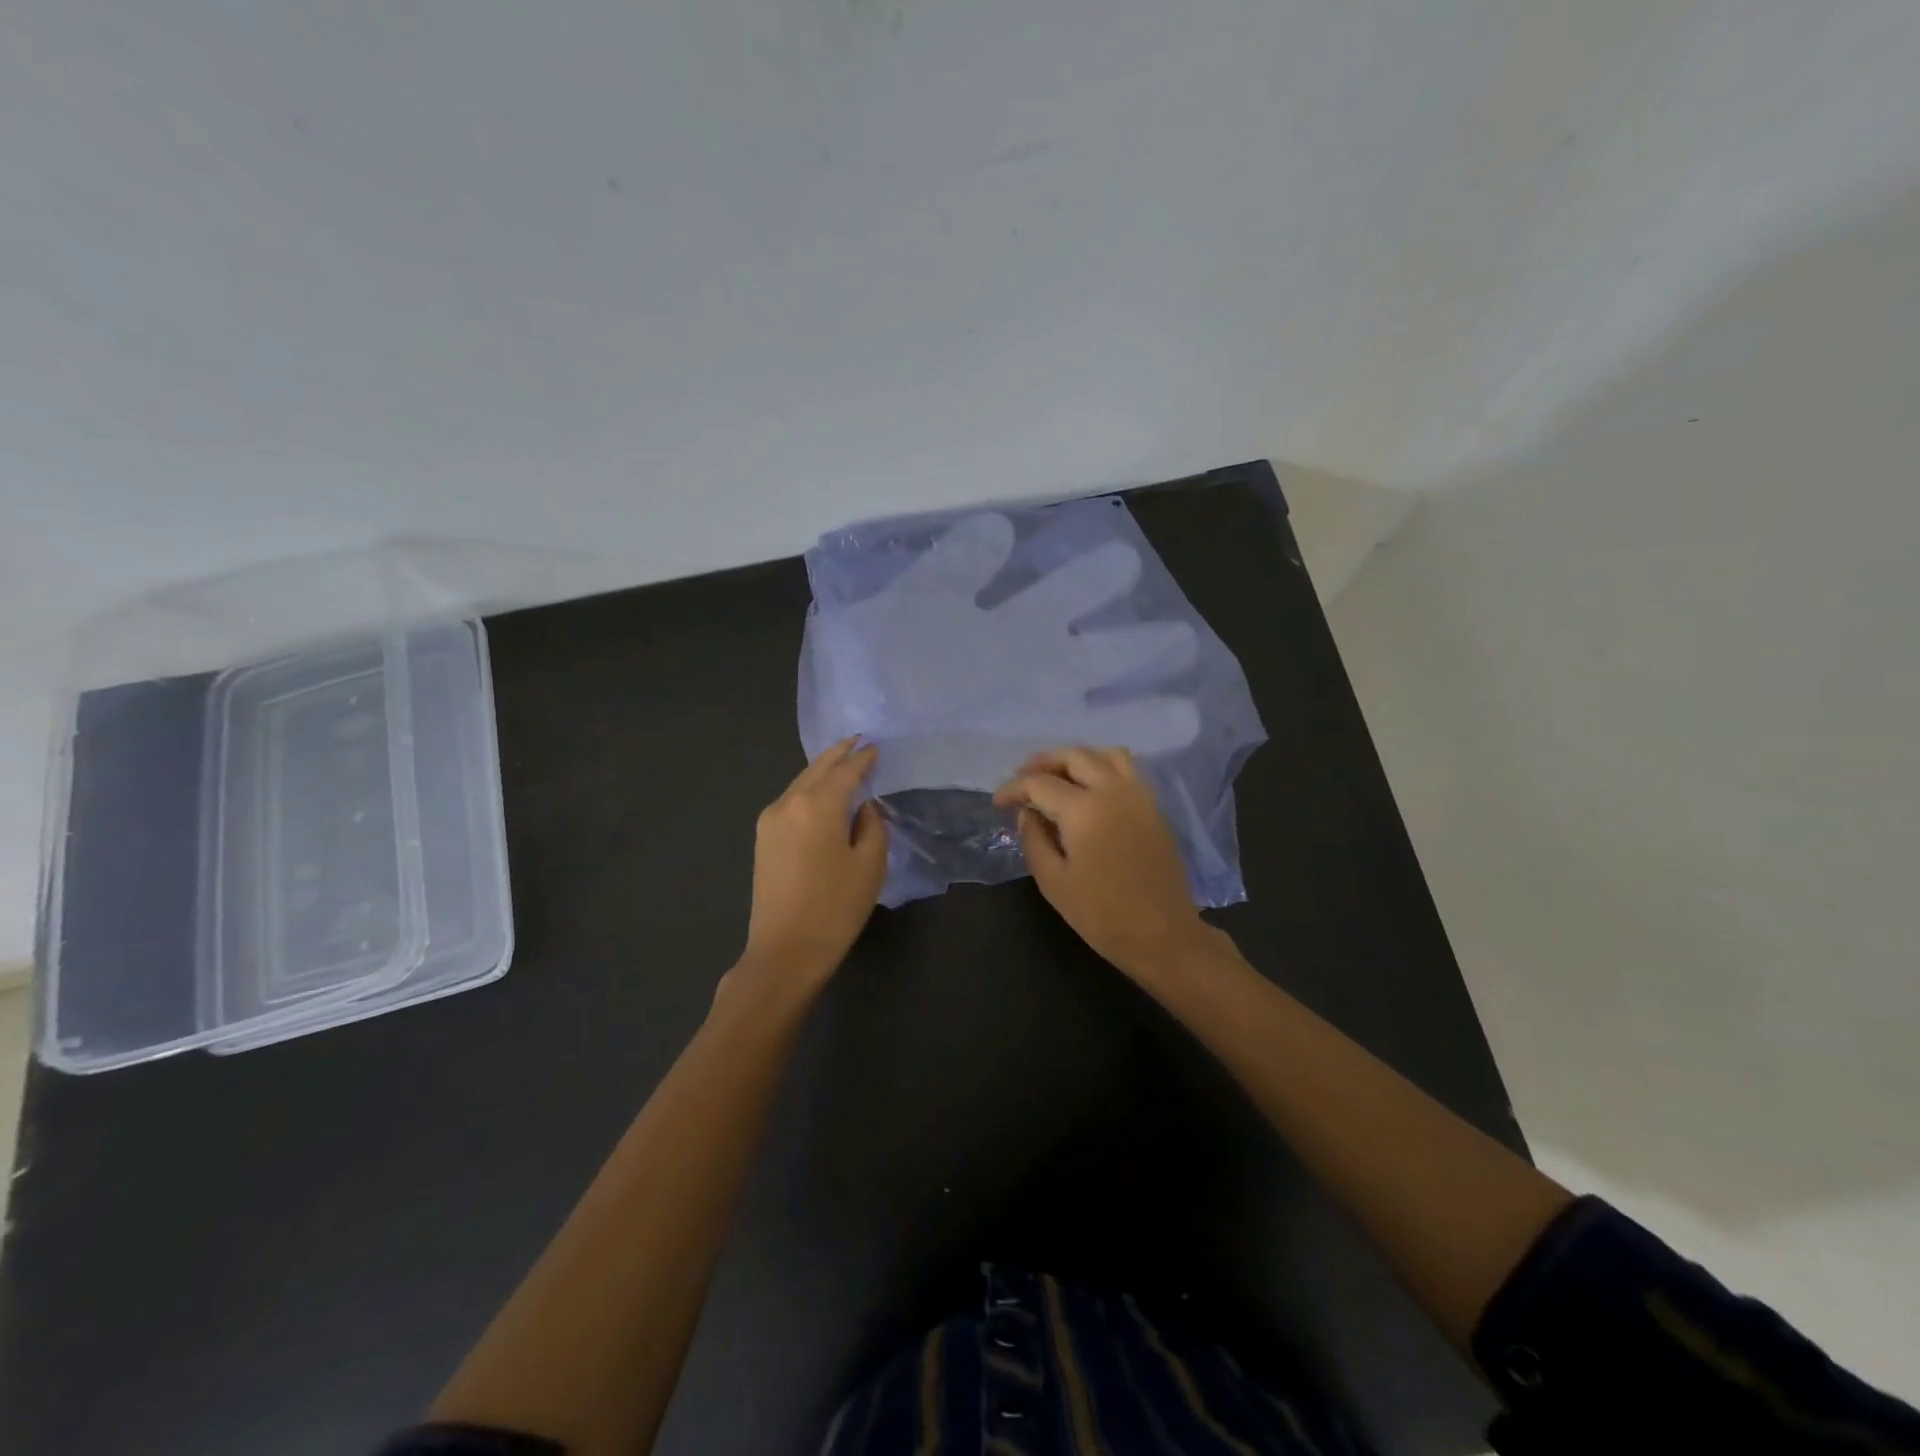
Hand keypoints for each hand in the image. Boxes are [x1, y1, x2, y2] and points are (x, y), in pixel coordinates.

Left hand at [737, 738, 887, 1000]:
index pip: (846, 770)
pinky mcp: (763, 838)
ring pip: (801, 782)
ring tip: (843, 762)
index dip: (864, 757)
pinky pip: (791, 800)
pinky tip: (822, 793)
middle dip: (839, 754)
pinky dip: (809, 789)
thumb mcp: (869, 865)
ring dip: (822, 770)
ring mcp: (770, 819)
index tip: (876, 746)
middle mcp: (789, 802)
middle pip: (817, 768)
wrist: (785, 951)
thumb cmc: (835, 908)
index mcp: (818, 805)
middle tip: (858, 741)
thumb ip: (872, 826)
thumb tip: (863, 807)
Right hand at [993, 746, 1217, 979]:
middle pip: (1074, 756)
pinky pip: (1127, 769)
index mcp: (1084, 809)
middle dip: (1043, 762)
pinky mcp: (1154, 807)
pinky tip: (1090, 790)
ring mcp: (1139, 796)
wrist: (1162, 934)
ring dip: (1077, 758)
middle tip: (1023, 780)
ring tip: (1058, 777)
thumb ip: (1034, 839)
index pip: (1039, 783)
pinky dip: (1103, 767)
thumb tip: (1028, 812)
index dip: (1013, 789)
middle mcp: (1113, 790)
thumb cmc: (1101, 914)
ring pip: (1106, 754)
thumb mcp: (1053, 881)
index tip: (998, 803)